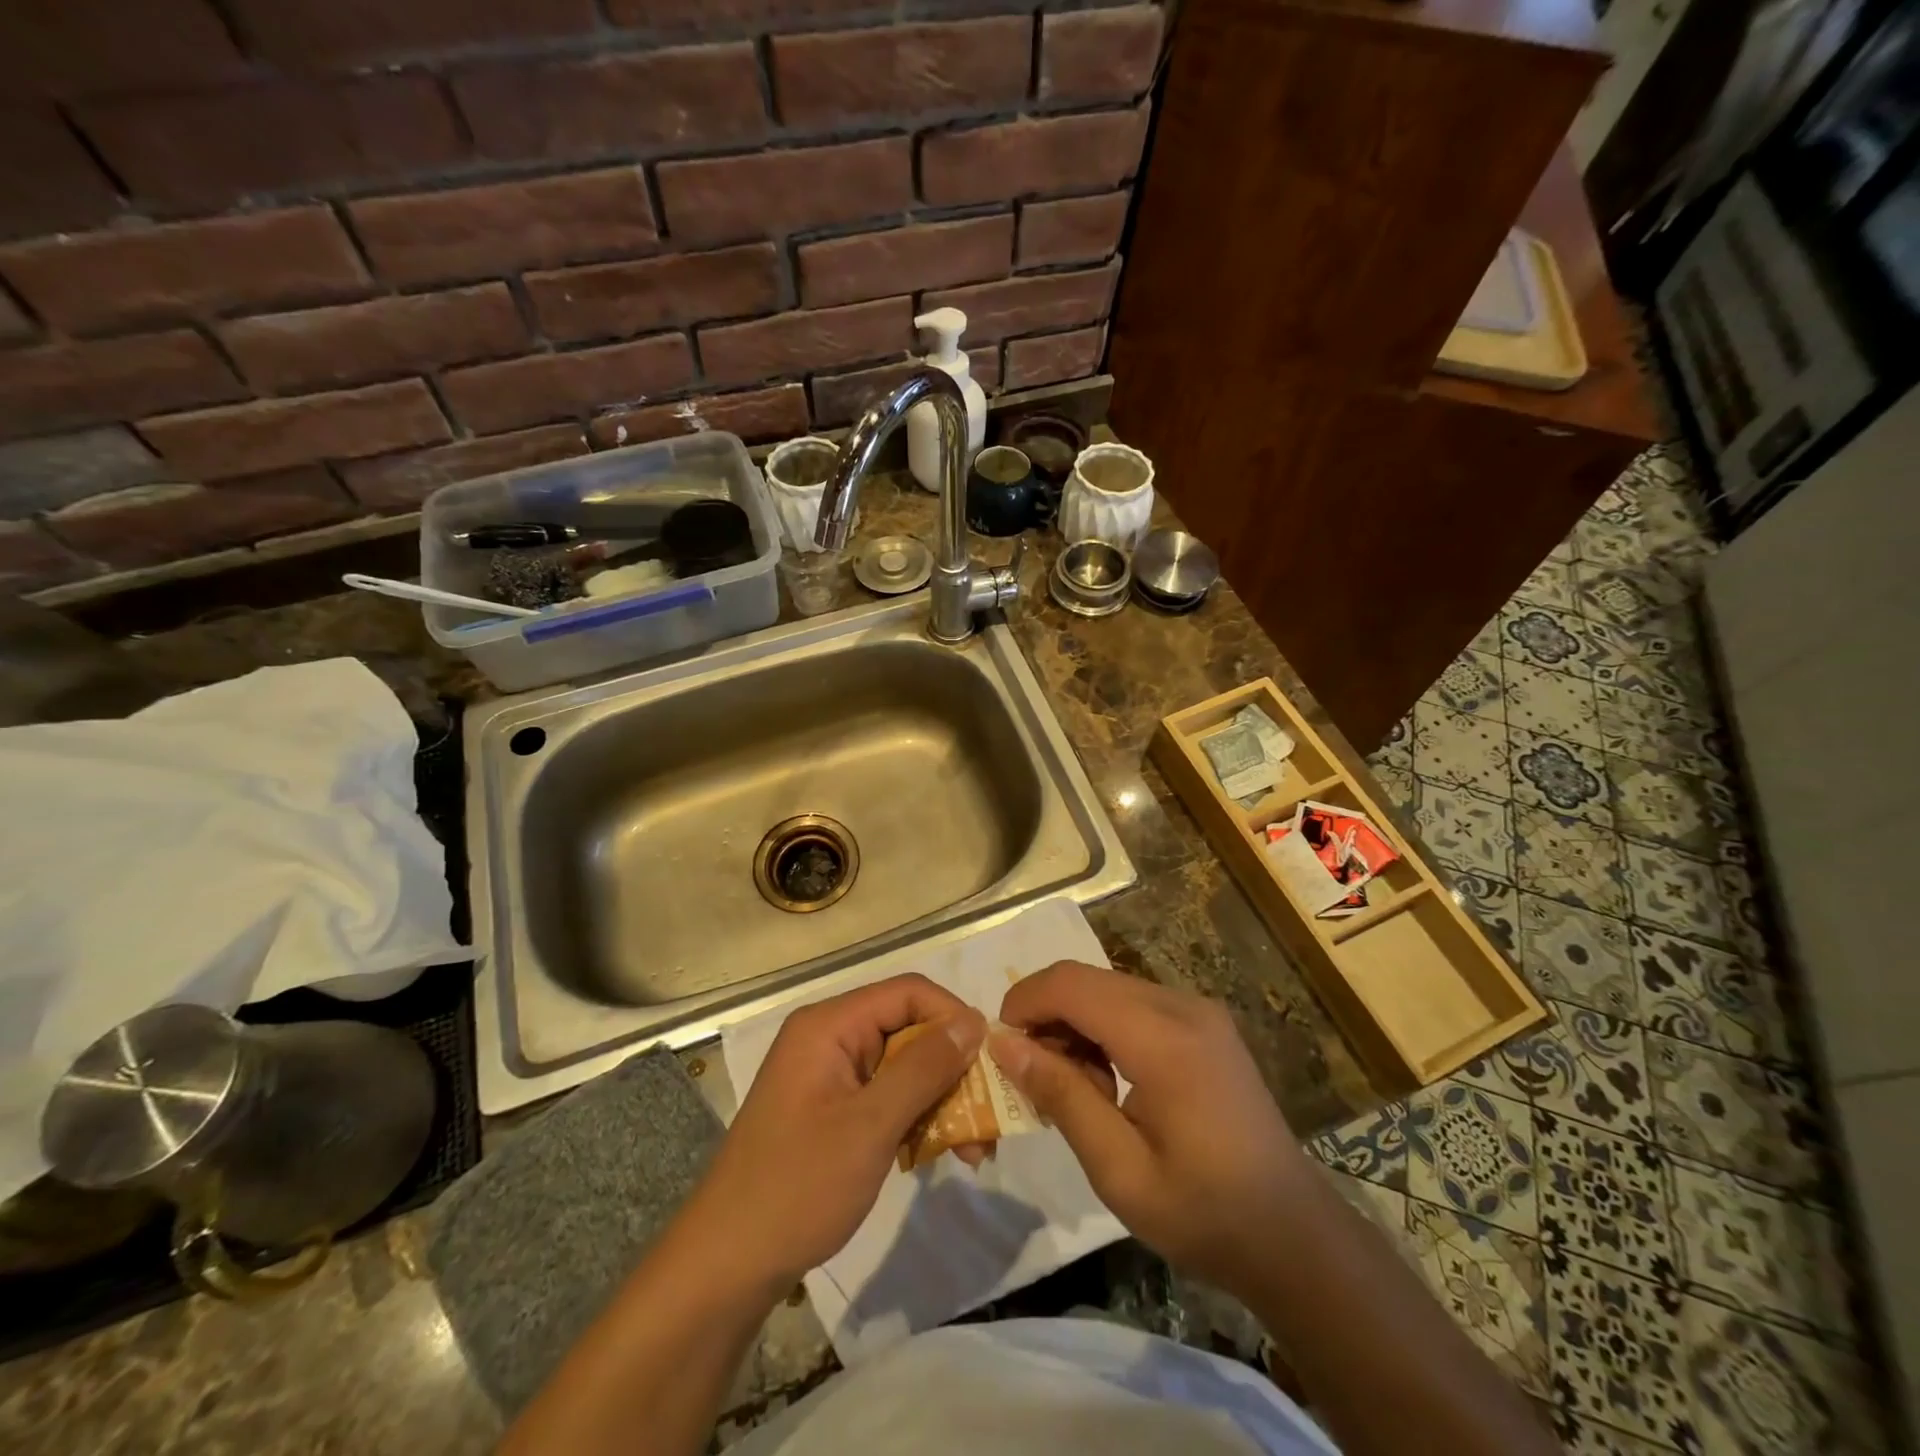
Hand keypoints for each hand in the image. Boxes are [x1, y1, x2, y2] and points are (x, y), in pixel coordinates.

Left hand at [690, 974, 985, 1293]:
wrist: (726, 1266)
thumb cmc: (798, 1187)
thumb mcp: (870, 1126)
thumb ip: (924, 1069)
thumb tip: (973, 1023)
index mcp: (830, 1026)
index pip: (908, 993)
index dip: (953, 1017)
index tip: (990, 1060)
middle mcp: (830, 1038)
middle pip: (908, 1030)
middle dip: (952, 1069)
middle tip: (990, 1117)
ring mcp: (829, 1075)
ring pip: (903, 1067)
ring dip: (941, 1100)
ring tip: (974, 1151)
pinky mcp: (832, 1109)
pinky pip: (886, 1096)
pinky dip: (916, 1119)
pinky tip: (940, 1154)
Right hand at [991, 961, 1308, 1289]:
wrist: (1293, 1235)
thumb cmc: (1203, 1213)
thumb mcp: (1119, 1171)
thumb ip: (1062, 1097)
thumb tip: (1005, 1044)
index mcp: (1164, 1039)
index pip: (1072, 984)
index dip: (1025, 1001)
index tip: (1000, 1046)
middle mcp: (1183, 1006)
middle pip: (1088, 979)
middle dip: (1046, 1014)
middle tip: (1032, 1075)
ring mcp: (1199, 1010)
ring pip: (1109, 987)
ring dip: (1074, 1021)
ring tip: (1072, 1086)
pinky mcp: (1205, 1022)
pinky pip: (1135, 1002)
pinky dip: (1104, 1026)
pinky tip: (1107, 1078)